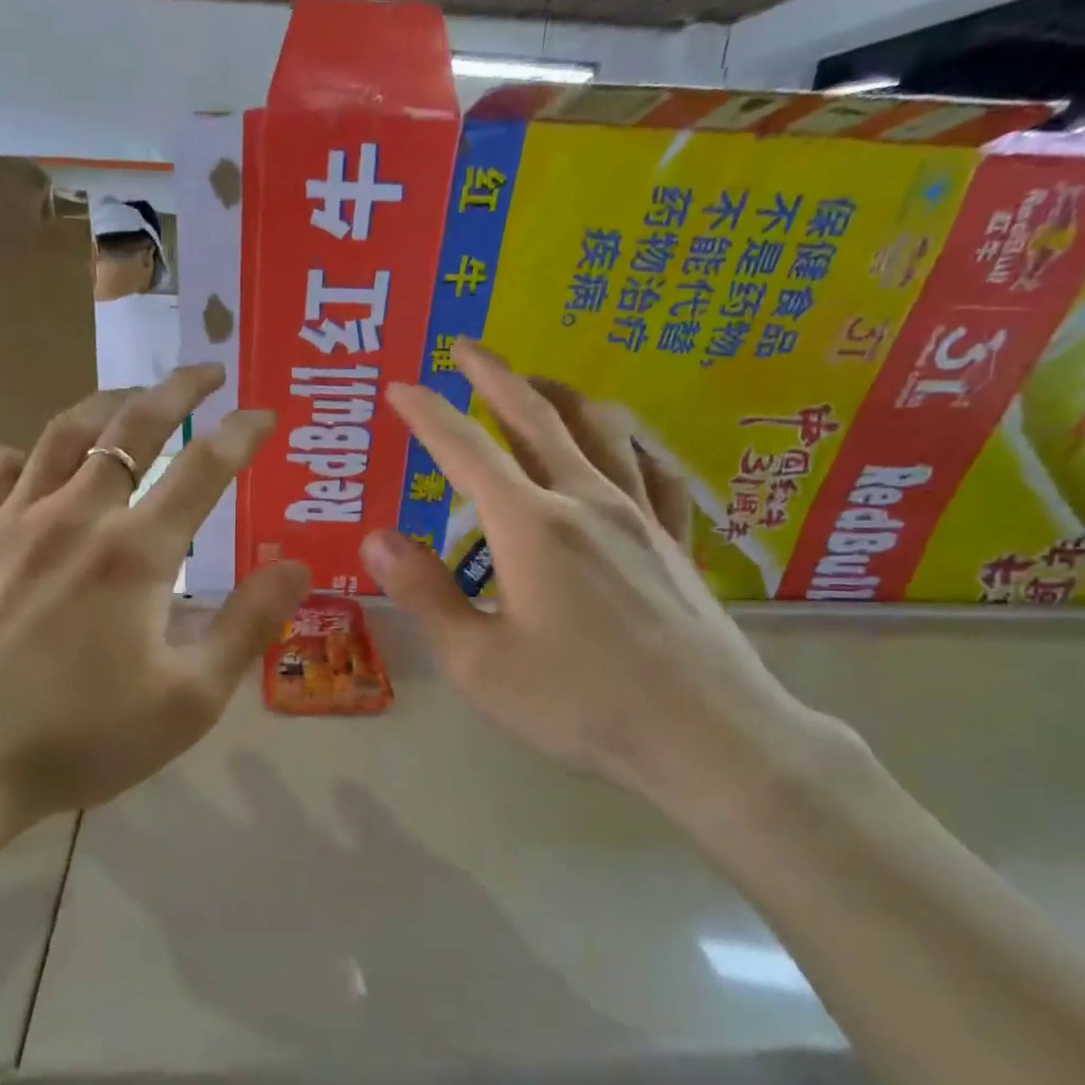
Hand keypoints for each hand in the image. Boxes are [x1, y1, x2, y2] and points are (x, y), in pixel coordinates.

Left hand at [0, 366, 311, 853]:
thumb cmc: (79, 739)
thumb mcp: (189, 699)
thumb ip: (248, 626)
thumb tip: (298, 566)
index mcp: (135, 552)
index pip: (204, 467)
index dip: (243, 433)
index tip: (267, 413)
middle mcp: (74, 517)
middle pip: (131, 428)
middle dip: (176, 389)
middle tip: (206, 371)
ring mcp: (8, 523)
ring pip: (60, 435)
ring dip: (104, 405)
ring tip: (131, 398)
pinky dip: (8, 455)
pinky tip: (24, 466)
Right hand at [362, 339, 845, 812]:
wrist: (707, 736)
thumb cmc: (581, 704)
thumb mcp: (479, 662)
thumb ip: (426, 594)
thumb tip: (376, 538)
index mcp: (531, 526)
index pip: (466, 450)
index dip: (427, 413)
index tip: (399, 385)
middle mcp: (586, 501)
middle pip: (536, 417)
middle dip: (495, 376)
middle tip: (465, 348)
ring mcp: (641, 516)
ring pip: (600, 430)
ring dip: (560, 395)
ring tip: (537, 382)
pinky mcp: (676, 541)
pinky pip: (655, 470)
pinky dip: (630, 444)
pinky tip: (625, 445)